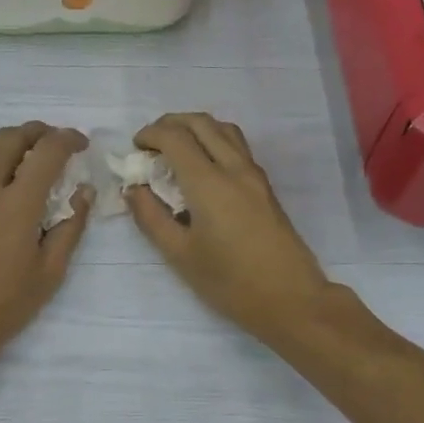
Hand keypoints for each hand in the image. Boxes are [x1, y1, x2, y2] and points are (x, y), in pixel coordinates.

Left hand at [0, 122, 90, 374]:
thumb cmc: (3, 305)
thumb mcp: (49, 272)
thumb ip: (70, 227)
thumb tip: (83, 192)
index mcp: (16, 204)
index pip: (46, 152)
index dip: (68, 140)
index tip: (82, 145)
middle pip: (13, 137)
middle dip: (41, 132)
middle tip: (60, 145)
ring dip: (14, 136)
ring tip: (33, 151)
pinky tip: (5, 169)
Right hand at [127, 113, 333, 346]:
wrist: (290, 299)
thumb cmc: (230, 282)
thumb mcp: (180, 255)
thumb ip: (151, 217)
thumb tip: (133, 189)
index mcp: (209, 183)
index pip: (175, 137)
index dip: (150, 135)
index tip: (135, 148)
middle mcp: (234, 168)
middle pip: (201, 123)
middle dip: (171, 123)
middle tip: (151, 143)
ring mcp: (254, 175)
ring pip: (224, 129)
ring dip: (195, 128)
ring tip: (176, 149)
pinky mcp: (265, 186)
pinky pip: (237, 146)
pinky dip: (213, 140)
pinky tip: (202, 167)